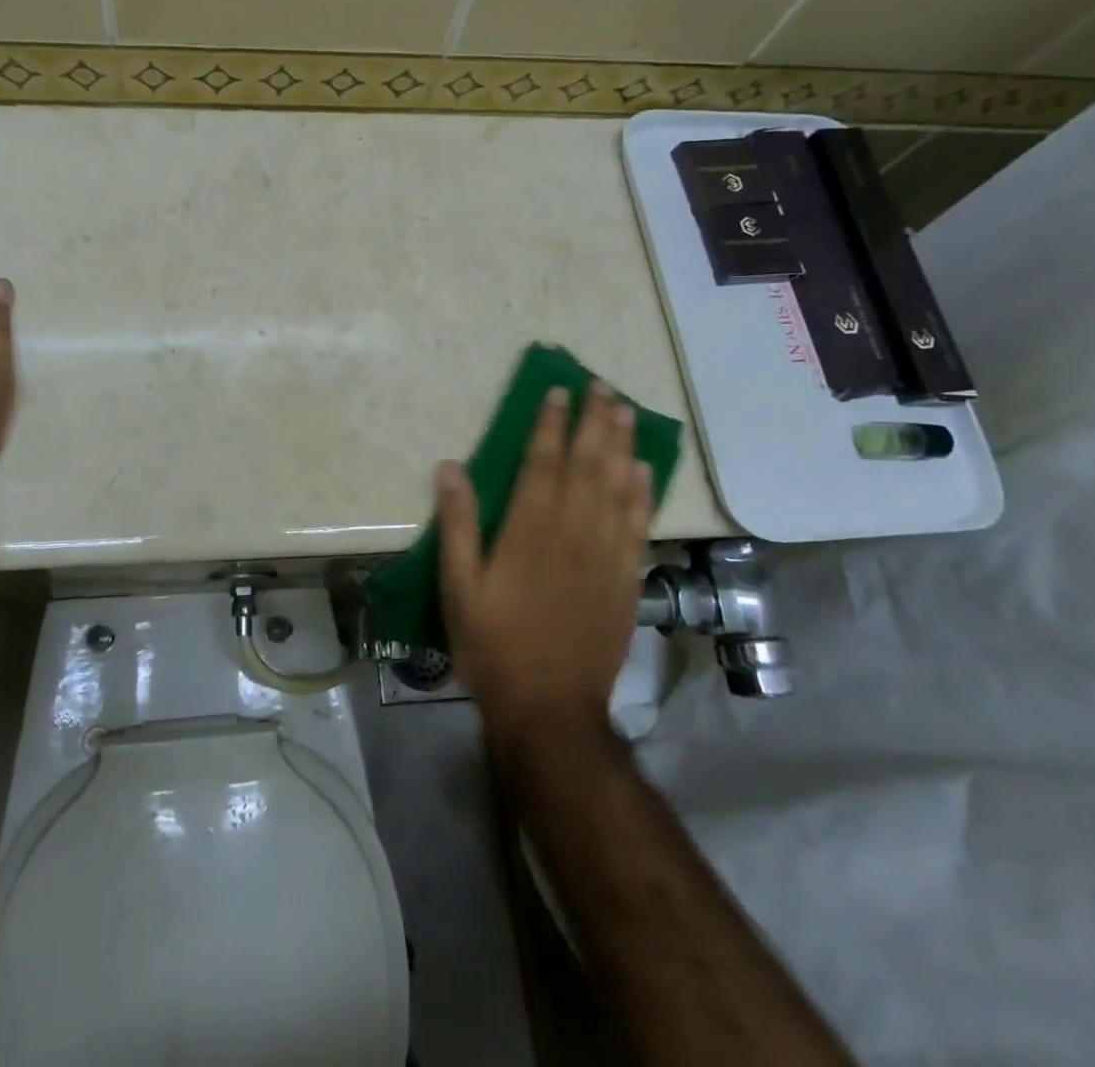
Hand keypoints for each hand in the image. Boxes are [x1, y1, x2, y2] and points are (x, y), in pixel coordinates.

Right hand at [437, 384, 652, 740]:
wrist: (550, 708)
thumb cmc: (493, 646)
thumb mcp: (458, 588)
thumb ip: (458, 525)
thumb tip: (450, 467)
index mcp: (529, 531)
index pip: (543, 463)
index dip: (550, 424)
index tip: (557, 392)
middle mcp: (572, 532)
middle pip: (588, 465)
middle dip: (594, 422)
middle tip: (601, 386)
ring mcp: (605, 555)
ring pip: (617, 487)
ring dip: (621, 445)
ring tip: (624, 410)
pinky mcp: (626, 580)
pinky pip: (638, 525)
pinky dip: (642, 493)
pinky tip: (643, 470)